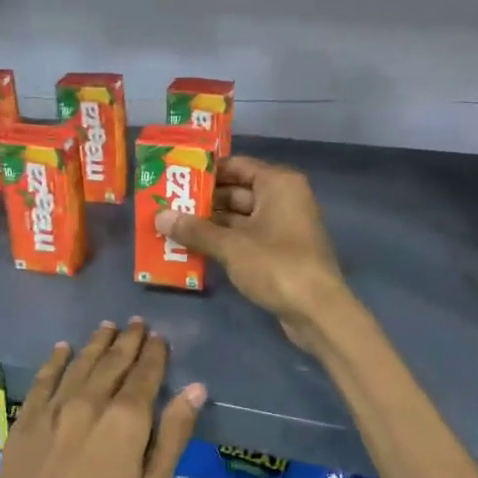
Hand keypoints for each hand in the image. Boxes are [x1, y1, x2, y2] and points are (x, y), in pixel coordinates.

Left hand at [0, 320, 203, 477]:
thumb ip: (172, 438)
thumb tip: (195, 389)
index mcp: (125, 421)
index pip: (145, 375)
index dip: (154, 354)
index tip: (159, 337)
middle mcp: (88, 404)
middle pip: (111, 363)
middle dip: (127, 342)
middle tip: (136, 324)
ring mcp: (51, 411)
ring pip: (78, 365)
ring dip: (95, 345)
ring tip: (107, 328)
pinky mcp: (24, 424)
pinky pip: (44, 381)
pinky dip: (55, 362)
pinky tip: (62, 350)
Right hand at [154, 156, 349, 352]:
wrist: (317, 311)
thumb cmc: (276, 265)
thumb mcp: (230, 246)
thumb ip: (194, 230)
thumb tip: (159, 216)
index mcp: (278, 184)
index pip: (236, 165)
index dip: (205, 172)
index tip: (174, 178)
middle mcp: (284, 198)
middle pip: (236, 192)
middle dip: (203, 201)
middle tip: (167, 206)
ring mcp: (283, 226)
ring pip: (239, 217)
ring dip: (210, 224)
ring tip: (172, 228)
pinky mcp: (280, 252)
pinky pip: (246, 237)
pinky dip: (224, 241)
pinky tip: (194, 249)